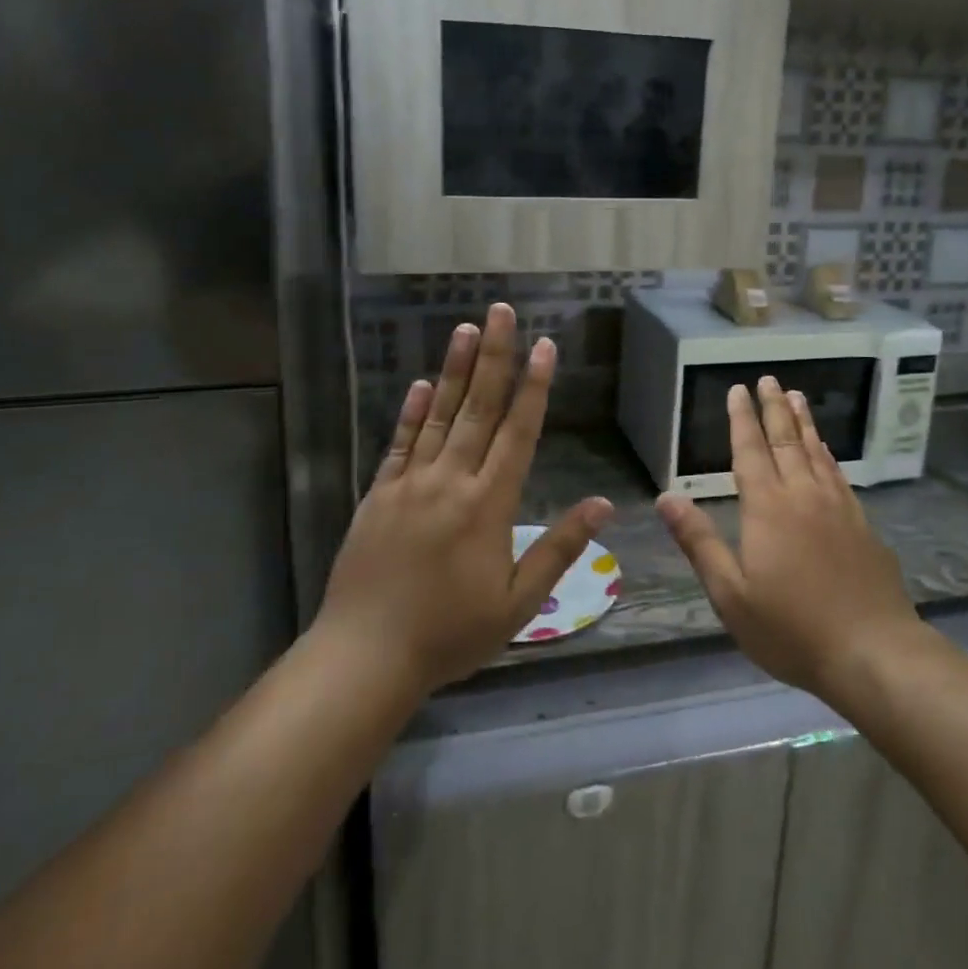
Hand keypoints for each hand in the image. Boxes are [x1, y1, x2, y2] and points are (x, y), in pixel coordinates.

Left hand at [317, 303, 611, 693]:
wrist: (365, 656)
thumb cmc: (450, 634)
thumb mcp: (518, 603)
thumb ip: (559, 548)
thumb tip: (603, 504)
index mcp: (488, 504)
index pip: (518, 432)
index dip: (534, 386)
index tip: (545, 346)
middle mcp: (451, 480)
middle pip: (479, 408)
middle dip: (496, 357)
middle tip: (501, 312)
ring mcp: (410, 483)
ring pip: (439, 414)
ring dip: (455, 370)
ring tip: (467, 329)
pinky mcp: (379, 493)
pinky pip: (399, 442)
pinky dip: (411, 411)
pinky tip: (420, 383)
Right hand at [657, 377, 922, 702]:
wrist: (873, 652)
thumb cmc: (791, 628)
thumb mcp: (731, 594)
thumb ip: (699, 542)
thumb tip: (666, 497)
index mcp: (768, 508)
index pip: (751, 450)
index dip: (742, 419)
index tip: (738, 390)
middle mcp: (803, 495)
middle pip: (786, 441)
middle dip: (774, 408)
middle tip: (768, 379)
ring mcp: (838, 507)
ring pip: (816, 452)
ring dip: (803, 422)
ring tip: (797, 396)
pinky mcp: (862, 524)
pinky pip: (839, 475)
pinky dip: (828, 454)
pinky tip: (825, 450)